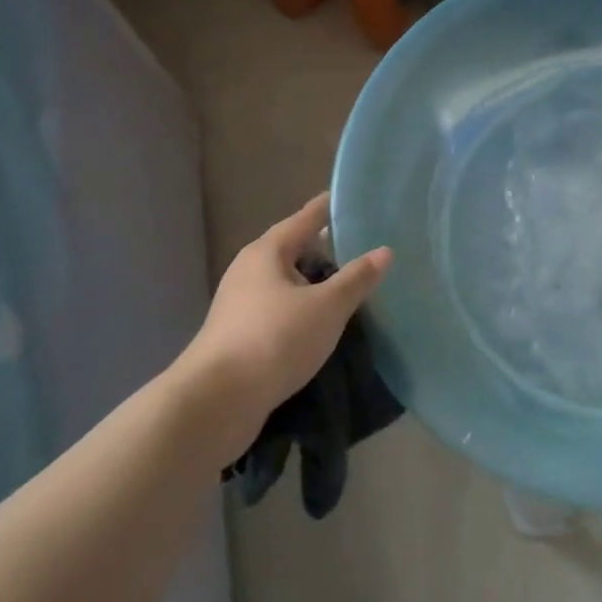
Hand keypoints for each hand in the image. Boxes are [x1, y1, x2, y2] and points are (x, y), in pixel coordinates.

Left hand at [176, 194, 391, 449]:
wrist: (216, 402)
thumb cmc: (275, 340)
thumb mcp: (327, 307)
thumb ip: (357, 278)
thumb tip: (384, 251)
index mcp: (268, 252)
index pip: (306, 218)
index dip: (331, 208)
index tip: (356, 200)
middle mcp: (250, 270)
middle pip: (295, 249)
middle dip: (328, 250)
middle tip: (366, 249)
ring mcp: (241, 304)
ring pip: (288, 282)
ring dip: (316, 284)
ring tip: (352, 288)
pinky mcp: (240, 334)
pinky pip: (281, 309)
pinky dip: (304, 309)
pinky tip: (324, 323)